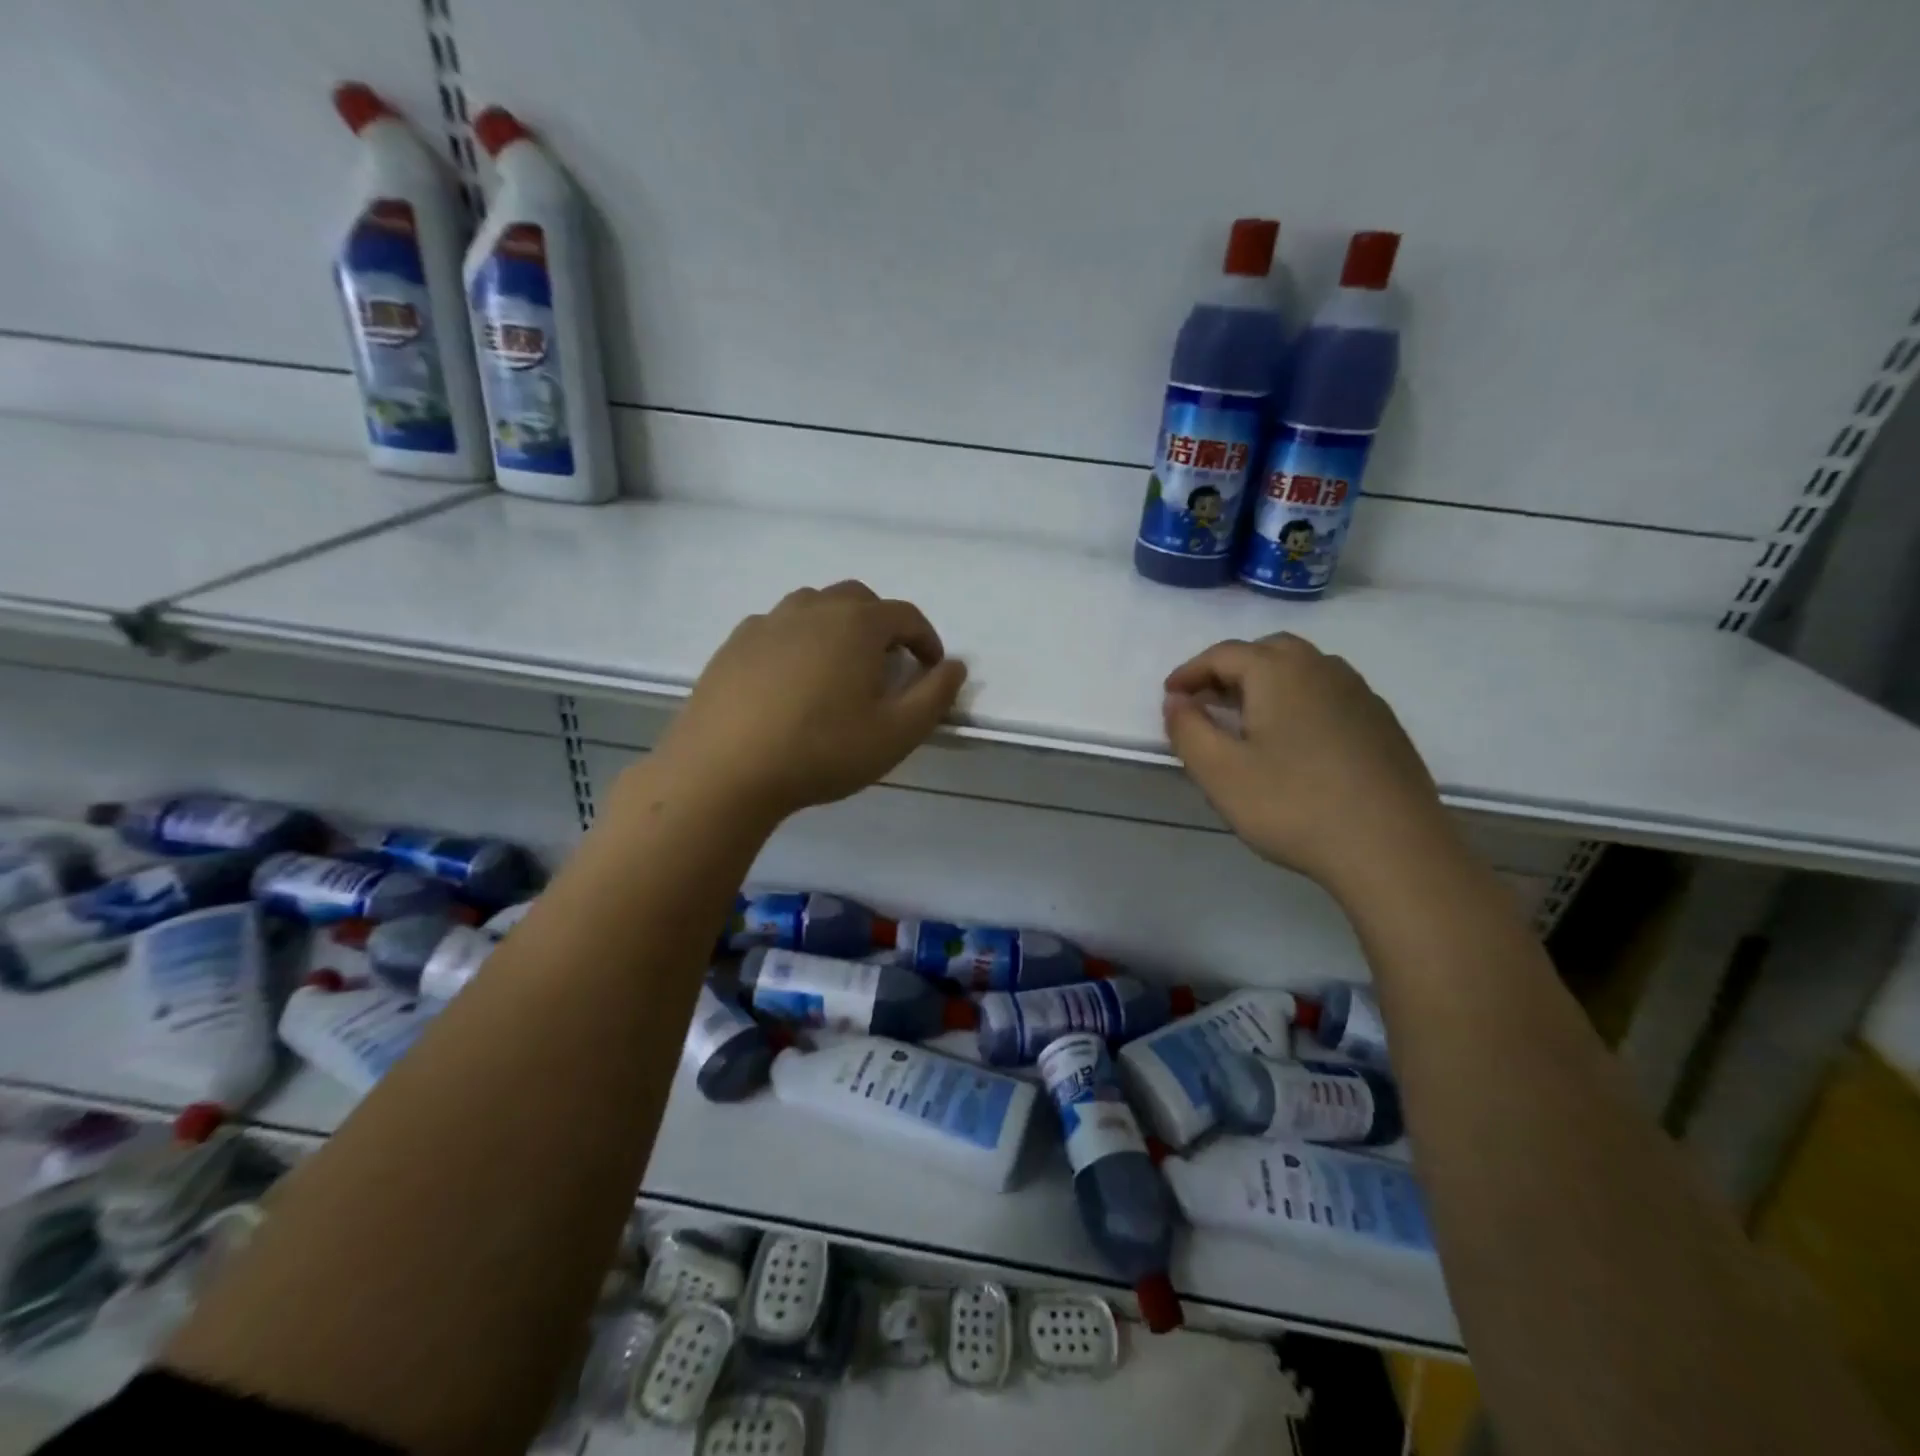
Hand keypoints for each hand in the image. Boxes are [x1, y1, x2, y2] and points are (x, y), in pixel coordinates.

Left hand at [649, 581, 966, 823]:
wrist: (724, 770)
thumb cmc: (821, 751)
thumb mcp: (896, 734)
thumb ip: (934, 696)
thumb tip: (955, 666)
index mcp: (856, 623)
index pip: (905, 615)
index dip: (926, 639)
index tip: (931, 668)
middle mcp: (812, 609)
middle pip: (858, 599)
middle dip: (882, 625)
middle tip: (886, 665)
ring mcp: (767, 622)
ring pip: (814, 606)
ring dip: (837, 626)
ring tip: (839, 668)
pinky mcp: (733, 644)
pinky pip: (777, 627)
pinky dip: (797, 640)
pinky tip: (792, 680)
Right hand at [1164, 633, 1450, 894]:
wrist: (1392, 849)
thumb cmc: (1293, 805)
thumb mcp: (1219, 772)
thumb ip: (1187, 729)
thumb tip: (1177, 700)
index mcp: (1279, 672)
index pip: (1223, 654)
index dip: (1190, 672)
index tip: (1170, 697)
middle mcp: (1322, 669)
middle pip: (1267, 652)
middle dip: (1231, 670)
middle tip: (1207, 703)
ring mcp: (1360, 695)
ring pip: (1303, 671)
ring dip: (1268, 685)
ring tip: (1248, 721)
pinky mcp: (1383, 724)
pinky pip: (1329, 696)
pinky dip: (1300, 703)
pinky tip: (1296, 744)